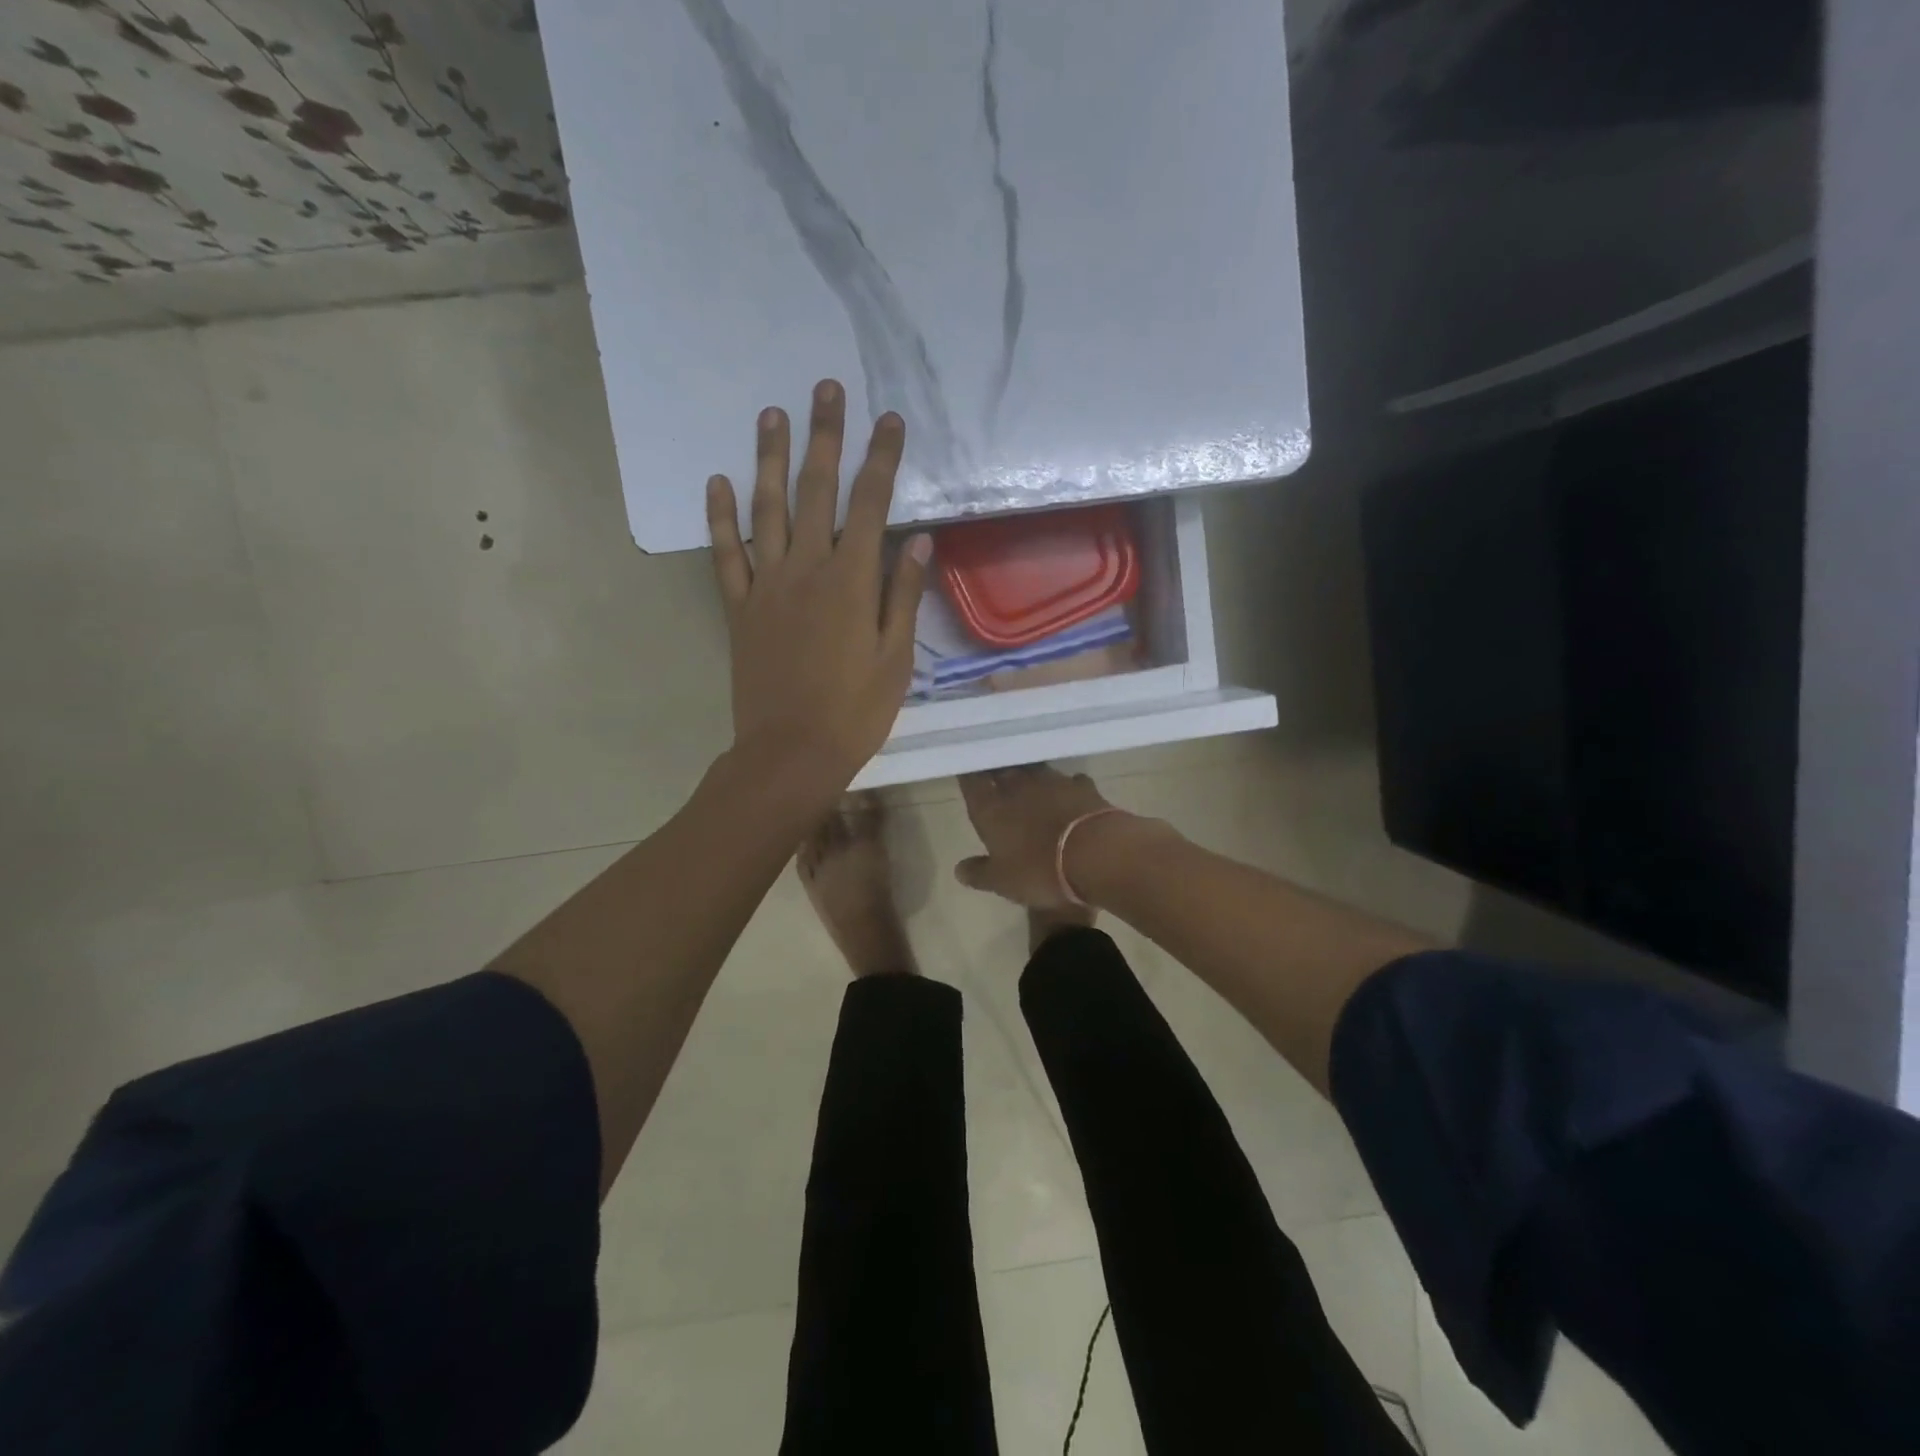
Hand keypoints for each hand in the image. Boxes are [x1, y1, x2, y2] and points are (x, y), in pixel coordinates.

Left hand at [708, 379, 930, 799]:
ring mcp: (766, 586)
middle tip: (825, 389)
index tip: (889, 420)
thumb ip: (903, 596)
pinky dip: (722, 518)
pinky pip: (727, 555)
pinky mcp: (739, 608)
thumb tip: (917, 541)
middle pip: (816, 491)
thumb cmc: (855, 712)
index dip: (881, 459)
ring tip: (772, 414)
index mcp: (851, 582)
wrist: (790, 753)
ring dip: (769, 459)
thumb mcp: (895, 659)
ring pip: (766, 510)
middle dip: (824, 437)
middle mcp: (806, 570)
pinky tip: (718, 483)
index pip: (871, 505)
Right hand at [955, 765, 1144, 908]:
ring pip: (1033, 769)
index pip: (971, 781)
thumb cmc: (1039, 869)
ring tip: (1029, 782)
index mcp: (991, 808)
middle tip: (995, 775)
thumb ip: (979, 873)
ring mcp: (1052, 781)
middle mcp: (1017, 786)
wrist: (1096, 854)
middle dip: (996, 770)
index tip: (966, 773)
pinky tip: (1068, 793)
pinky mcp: (1082, 786)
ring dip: (1029, 775)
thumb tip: (959, 869)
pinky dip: (1066, 786)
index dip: (968, 775)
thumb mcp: (1002, 881)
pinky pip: (1069, 780)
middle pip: (1001, 768)